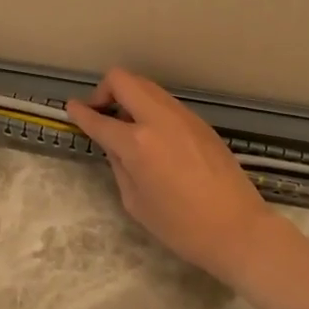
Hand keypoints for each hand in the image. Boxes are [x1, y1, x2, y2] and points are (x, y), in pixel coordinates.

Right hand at [64, 69, 277, 283]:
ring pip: (147, 87)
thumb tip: (115, 147)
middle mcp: (159, 119)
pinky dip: (150, 109)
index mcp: (138, 143)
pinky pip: (166, 103)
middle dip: (105, 91)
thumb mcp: (135, 202)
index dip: (80, 113)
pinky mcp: (200, 123)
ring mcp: (184, 117)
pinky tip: (153, 138)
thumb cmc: (180, 226)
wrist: (237, 229)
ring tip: (127, 127)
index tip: (71, 109)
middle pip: (124, 80)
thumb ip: (119, 166)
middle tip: (102, 115)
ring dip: (130, 98)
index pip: (99, 119)